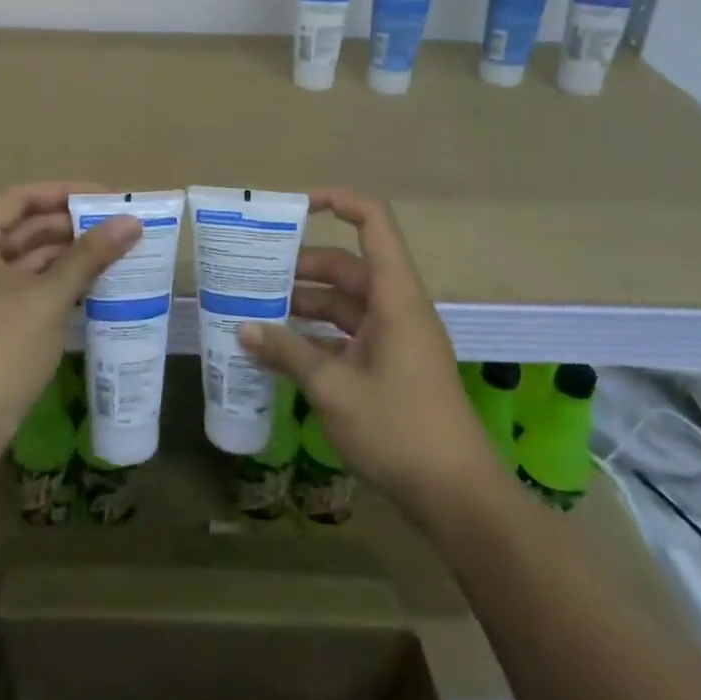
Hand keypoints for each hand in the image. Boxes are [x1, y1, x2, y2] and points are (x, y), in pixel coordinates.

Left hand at [0, 182, 139, 468]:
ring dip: (64, 253)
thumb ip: (89, 255)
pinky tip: (89, 281)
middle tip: (118, 225)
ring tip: (113, 251)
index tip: (109, 196)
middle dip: (70, 224)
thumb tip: (132, 222)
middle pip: (21, 224)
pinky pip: (17, 281)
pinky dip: (50, 279)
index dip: (67, 192)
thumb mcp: (48, 300)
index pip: (20, 198)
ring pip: (21, 255)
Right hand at [240, 189, 498, 517]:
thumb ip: (287, 353)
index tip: (293, 207)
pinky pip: (348, 333)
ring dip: (304, 303)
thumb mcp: (334, 389)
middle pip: (347, 265)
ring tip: (256, 308)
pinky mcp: (390, 365)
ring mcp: (395, 337)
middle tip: (253, 271)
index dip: (337, 201)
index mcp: (394, 296)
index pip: (373, 223)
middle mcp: (396, 307)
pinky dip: (316, 335)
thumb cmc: (400, 430)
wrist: (458, 498)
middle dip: (300, 265)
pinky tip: (281, 349)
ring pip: (344, 302)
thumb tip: (242, 329)